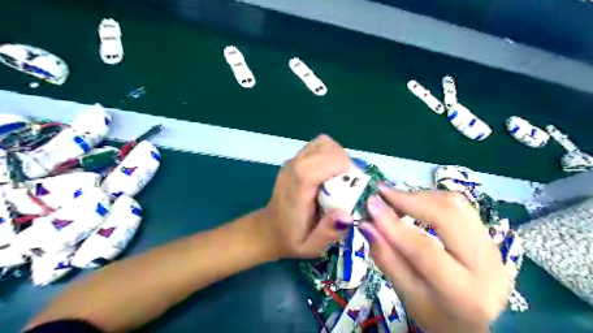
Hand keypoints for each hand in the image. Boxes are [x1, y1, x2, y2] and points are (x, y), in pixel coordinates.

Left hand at [265, 133, 353, 258]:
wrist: (269, 229)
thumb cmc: (292, 238)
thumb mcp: (311, 247)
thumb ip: (327, 233)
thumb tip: (347, 215)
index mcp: (298, 186)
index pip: (323, 161)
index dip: (344, 167)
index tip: (353, 186)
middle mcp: (294, 167)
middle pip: (327, 148)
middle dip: (345, 163)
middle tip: (348, 185)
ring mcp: (293, 160)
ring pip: (324, 143)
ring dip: (338, 157)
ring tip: (340, 178)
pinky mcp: (295, 159)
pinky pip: (318, 146)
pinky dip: (330, 154)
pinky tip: (329, 173)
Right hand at [356, 188, 509, 332]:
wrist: (479, 325)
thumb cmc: (437, 315)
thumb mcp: (407, 295)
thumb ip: (386, 258)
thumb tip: (366, 224)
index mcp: (463, 292)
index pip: (424, 249)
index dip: (393, 224)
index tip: (371, 203)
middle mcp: (486, 265)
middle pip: (448, 215)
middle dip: (411, 199)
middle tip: (383, 193)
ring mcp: (493, 247)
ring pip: (456, 204)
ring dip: (421, 196)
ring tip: (396, 198)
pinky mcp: (489, 236)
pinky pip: (460, 206)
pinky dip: (433, 199)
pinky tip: (415, 203)